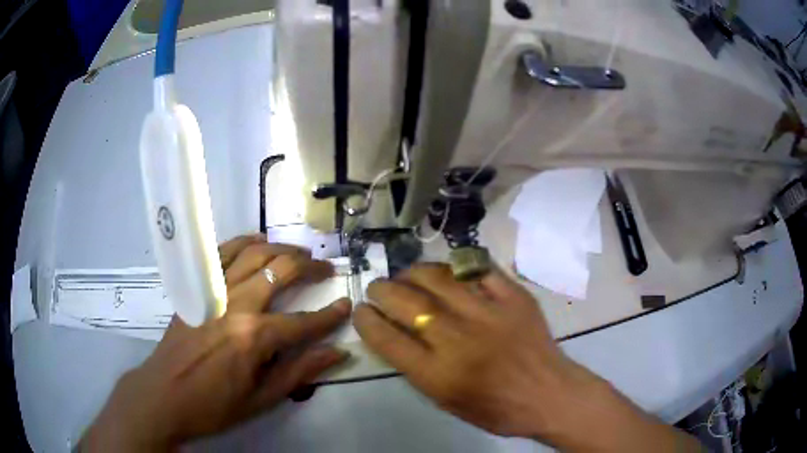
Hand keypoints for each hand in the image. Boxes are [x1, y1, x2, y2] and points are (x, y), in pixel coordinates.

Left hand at [81, 235, 351, 450]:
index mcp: (254, 337)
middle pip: (279, 272)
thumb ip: (298, 372)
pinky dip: (242, 243)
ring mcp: (213, 292)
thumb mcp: (261, 399)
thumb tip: (336, 353)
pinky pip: (221, 255)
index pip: (302, 321)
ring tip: (299, 251)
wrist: (164, 395)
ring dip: (280, 248)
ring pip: (252, 255)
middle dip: (309, 267)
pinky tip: (256, 241)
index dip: (328, 315)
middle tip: (326, 267)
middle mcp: (236, 305)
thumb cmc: (213, 405)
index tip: (346, 305)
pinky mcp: (196, 289)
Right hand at [354, 264, 700, 450]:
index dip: (367, 321)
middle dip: (382, 291)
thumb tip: (396, 334)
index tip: (360, 311)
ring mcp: (489, 313)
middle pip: (407, 303)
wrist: (549, 394)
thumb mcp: (447, 402)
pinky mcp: (514, 297)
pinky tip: (447, 270)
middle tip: (377, 288)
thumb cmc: (496, 409)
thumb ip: (418, 369)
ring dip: (413, 273)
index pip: (388, 339)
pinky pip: (479, 269)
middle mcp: (459, 340)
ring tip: (406, 275)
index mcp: (439, 374)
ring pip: (439, 278)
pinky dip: (457, 266)